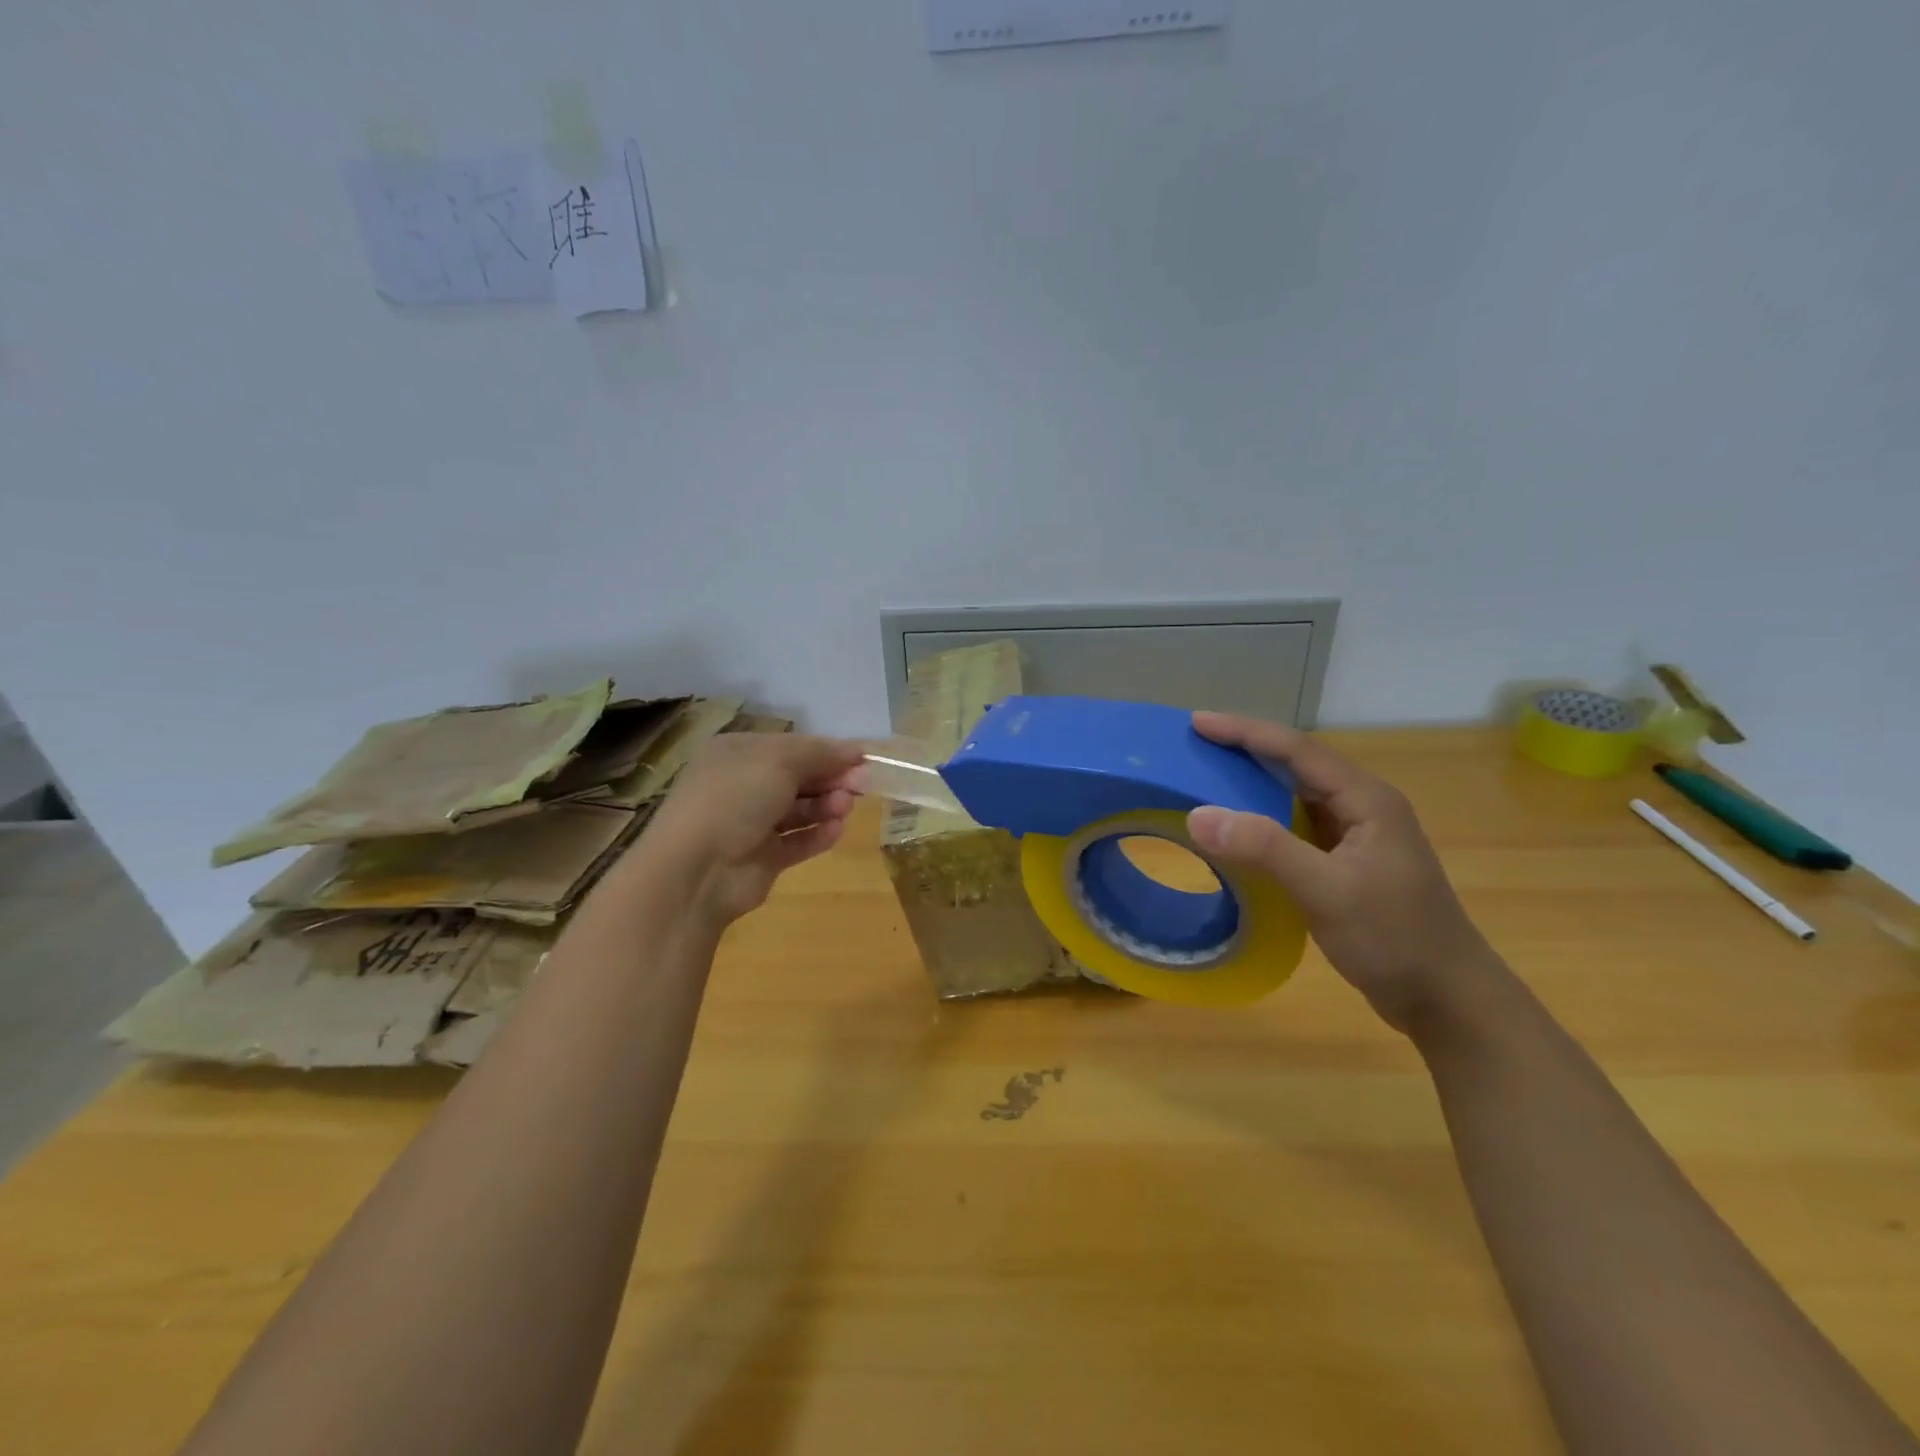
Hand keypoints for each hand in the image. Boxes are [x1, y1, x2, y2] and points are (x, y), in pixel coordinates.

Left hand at [643, 733, 865, 928]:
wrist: (696, 870)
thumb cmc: (734, 798)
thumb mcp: (779, 761)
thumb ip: (820, 753)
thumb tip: (856, 751)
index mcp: (738, 753)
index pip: (792, 746)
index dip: (827, 751)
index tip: (861, 759)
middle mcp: (743, 785)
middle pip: (798, 777)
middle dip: (831, 779)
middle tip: (862, 785)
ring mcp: (751, 824)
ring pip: (799, 809)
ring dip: (826, 805)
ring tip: (844, 808)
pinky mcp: (762, 858)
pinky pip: (797, 841)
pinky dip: (818, 834)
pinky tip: (836, 830)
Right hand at [1184, 712, 1493, 1033]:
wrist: (1448, 1000)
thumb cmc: (1394, 939)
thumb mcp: (1326, 891)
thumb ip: (1263, 848)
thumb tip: (1197, 814)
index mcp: (1366, 800)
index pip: (1297, 750)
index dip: (1245, 732)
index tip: (1197, 723)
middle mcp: (1363, 807)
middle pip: (1297, 764)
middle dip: (1246, 749)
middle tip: (1196, 744)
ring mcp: (1358, 836)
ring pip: (1297, 795)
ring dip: (1254, 782)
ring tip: (1208, 775)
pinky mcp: (1349, 863)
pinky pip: (1298, 825)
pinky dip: (1264, 818)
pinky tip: (1240, 827)